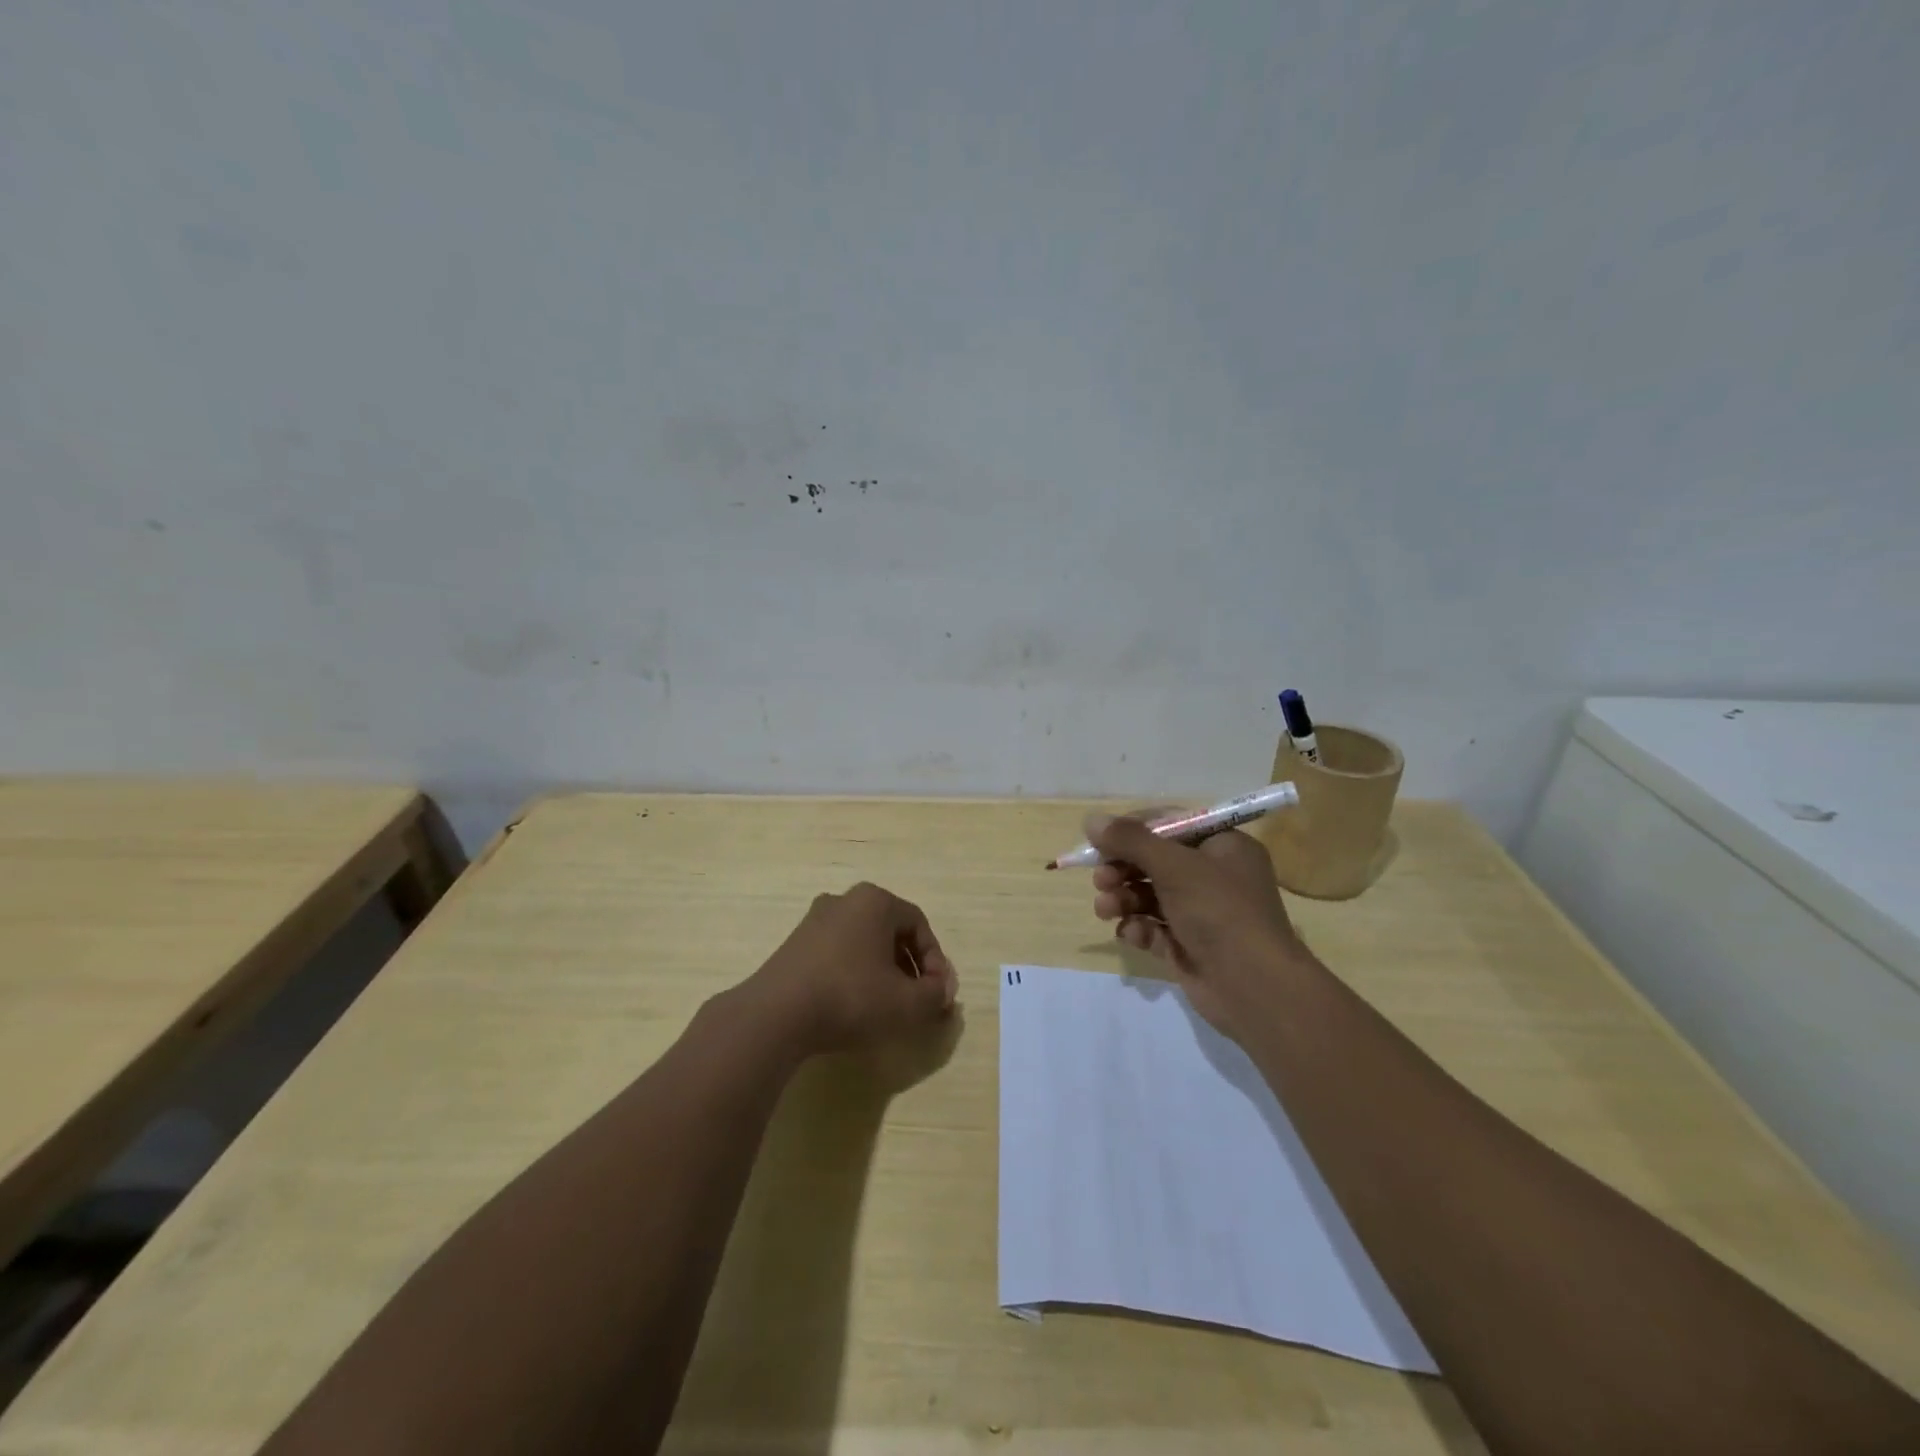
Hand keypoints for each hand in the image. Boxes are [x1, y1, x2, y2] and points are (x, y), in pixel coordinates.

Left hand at [744, 882, 957, 1056]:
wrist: (776, 1015)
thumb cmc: (851, 997)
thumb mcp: (907, 1003)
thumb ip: (935, 995)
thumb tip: (942, 991)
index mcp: (875, 901)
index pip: (919, 925)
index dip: (935, 962)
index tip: (937, 995)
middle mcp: (844, 900)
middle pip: (891, 932)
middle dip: (909, 967)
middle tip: (916, 1000)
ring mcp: (814, 921)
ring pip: (863, 943)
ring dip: (882, 971)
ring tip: (887, 1006)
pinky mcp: (794, 945)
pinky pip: (838, 954)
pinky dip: (854, 974)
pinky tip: (853, 1005)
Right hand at [1086, 812, 1310, 1038]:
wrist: (1254, 987)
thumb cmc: (1219, 911)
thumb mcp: (1174, 866)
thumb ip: (1130, 840)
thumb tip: (1091, 820)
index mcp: (1222, 846)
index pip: (1170, 825)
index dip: (1134, 831)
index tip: (1101, 840)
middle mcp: (1214, 875)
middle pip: (1155, 861)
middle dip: (1123, 869)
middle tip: (1100, 879)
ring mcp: (1201, 913)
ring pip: (1150, 895)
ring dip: (1123, 899)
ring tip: (1106, 909)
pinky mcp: (1189, 945)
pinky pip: (1155, 928)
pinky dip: (1139, 928)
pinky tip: (1132, 934)